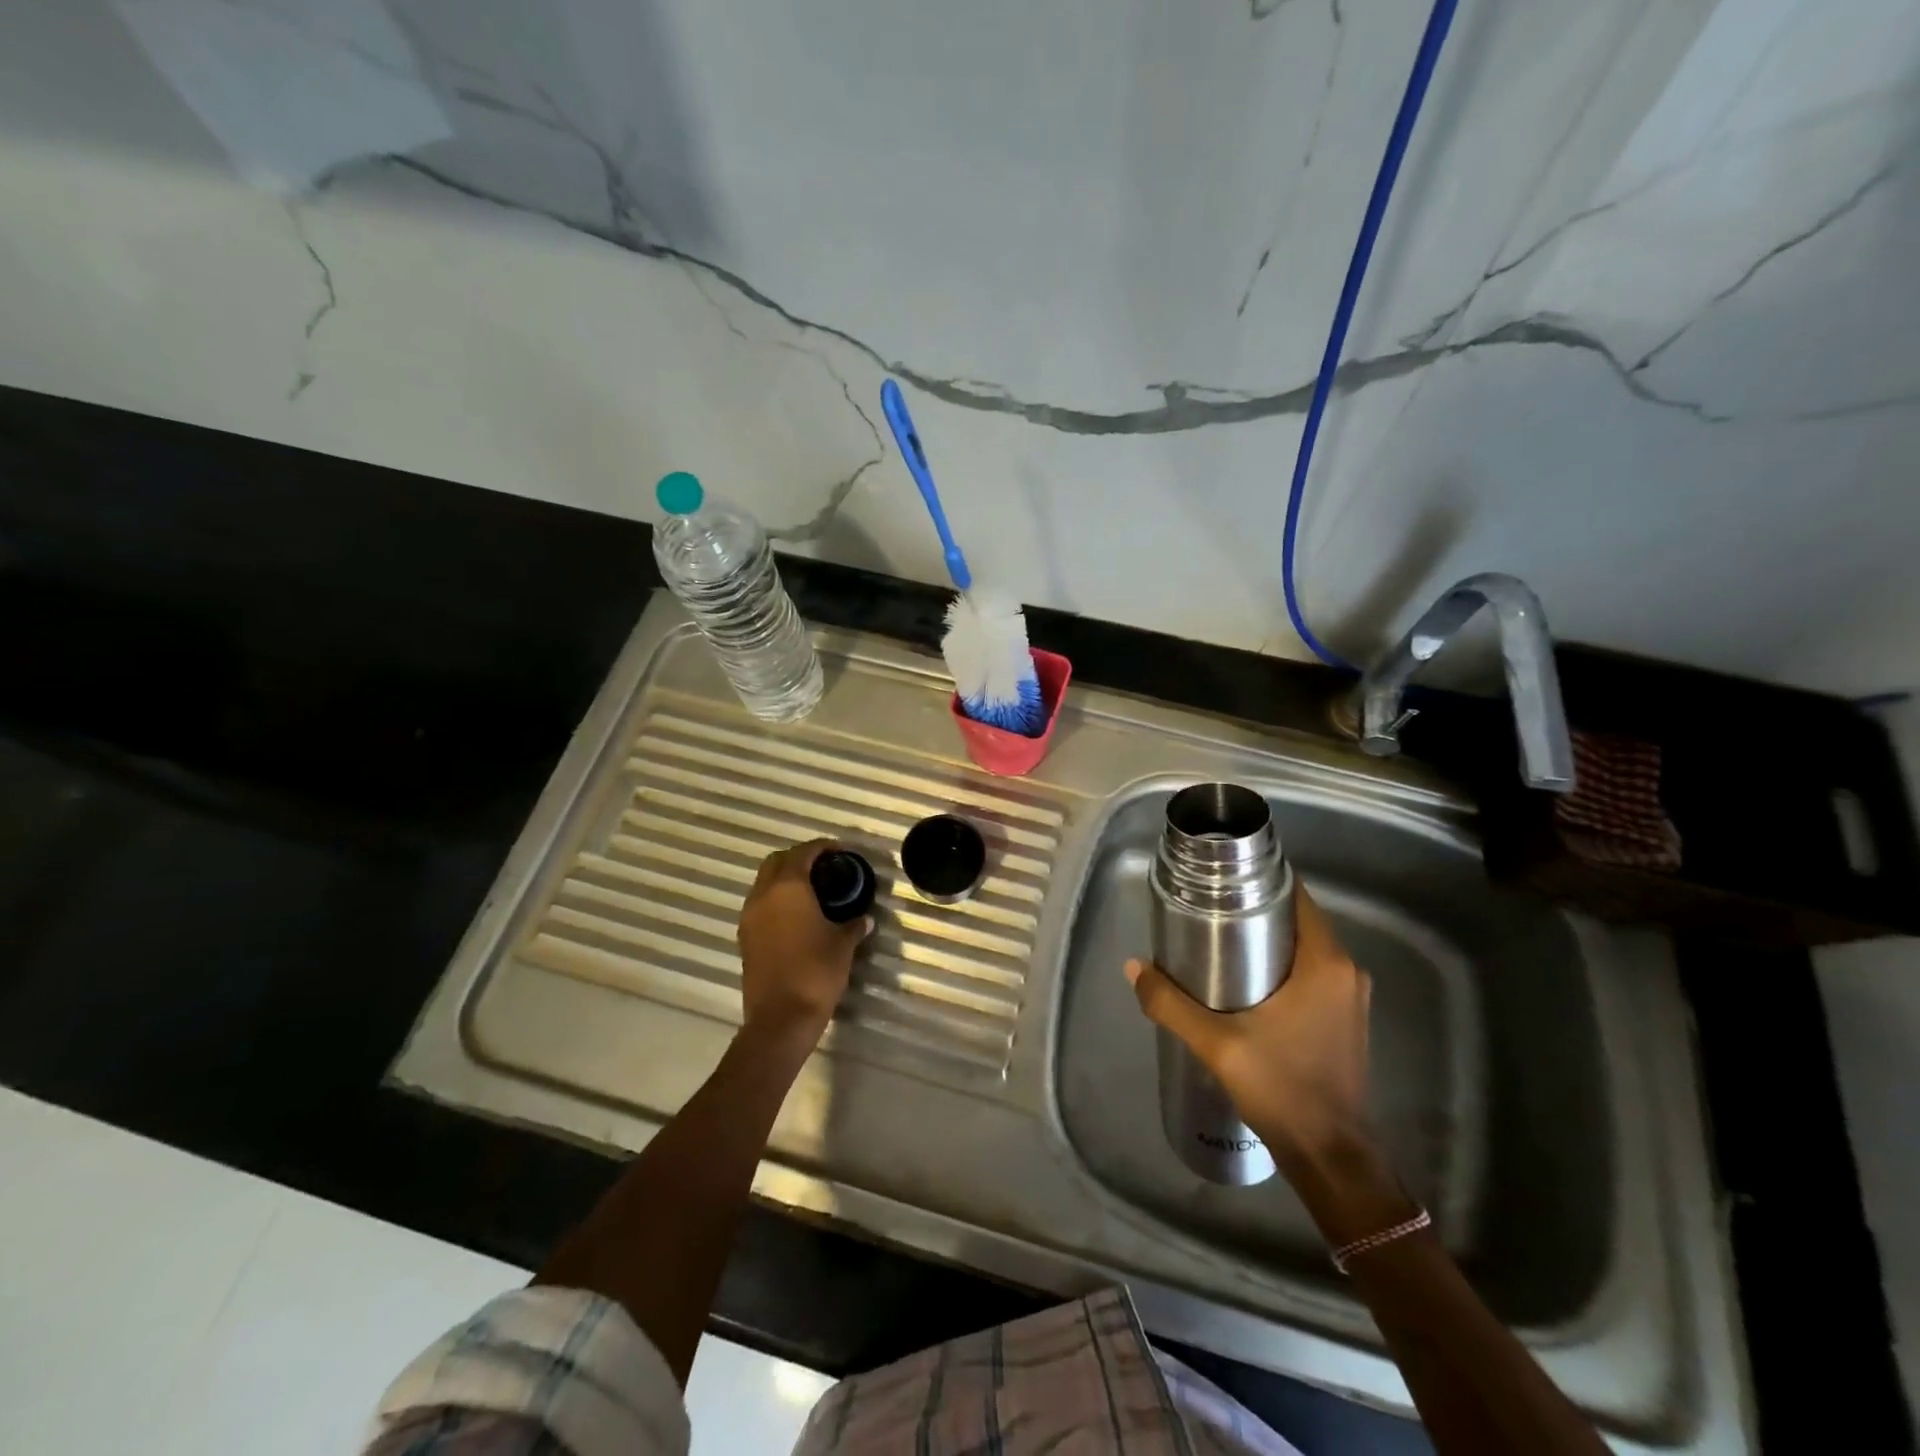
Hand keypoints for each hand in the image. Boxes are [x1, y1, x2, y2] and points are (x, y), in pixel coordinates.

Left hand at [737, 840, 871, 1043]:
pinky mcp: (745, 938)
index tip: (839, 850)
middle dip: (799, 858)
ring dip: (785, 879)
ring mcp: (749, 917)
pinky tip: (797, 914)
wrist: (780, 1018)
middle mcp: (763, 895)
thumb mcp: (843, 945)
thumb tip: (864, 918)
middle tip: (823, 867)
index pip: (803, 853)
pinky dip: (776, 900)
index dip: (821, 847)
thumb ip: (853, 925)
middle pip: (776, 862)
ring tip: (812, 889)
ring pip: (764, 883)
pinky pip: (760, 905)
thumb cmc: (815, 972)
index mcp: (788, 888)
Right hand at [1126, 882, 1376, 1182]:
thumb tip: (1133, 967)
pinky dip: (1280, 967)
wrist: (1332, 1158)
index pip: (1297, 897)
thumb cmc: (1283, 1089)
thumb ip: (1172, 1003)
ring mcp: (1349, 998)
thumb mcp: (1218, 1044)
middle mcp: (1346, 972)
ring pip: (1303, 949)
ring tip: (1217, 940)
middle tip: (1208, 909)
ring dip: (1267, 941)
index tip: (1222, 879)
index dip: (1261, 881)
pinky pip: (1310, 974)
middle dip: (1255, 911)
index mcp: (1326, 963)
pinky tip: (1244, 980)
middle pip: (1297, 921)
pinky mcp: (1343, 1020)